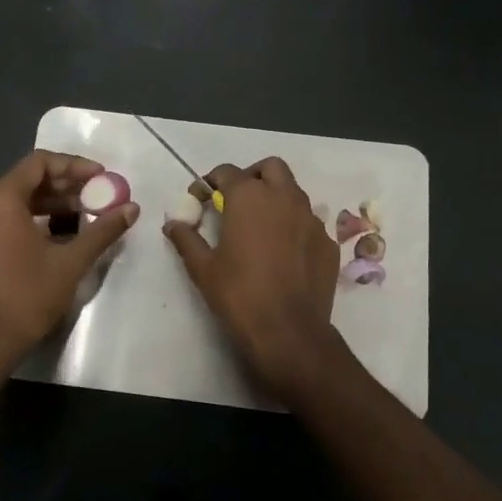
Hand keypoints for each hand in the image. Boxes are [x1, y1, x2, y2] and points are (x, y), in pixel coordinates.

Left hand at [0, 151, 138, 381]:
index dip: (73, 165)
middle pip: (26, 180)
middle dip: (65, 185)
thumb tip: (132, 208)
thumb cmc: (27, 297)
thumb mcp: (71, 262)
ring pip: (15, 200)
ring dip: (50, 203)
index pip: (39, 163)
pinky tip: (58, 234)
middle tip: (97, 196)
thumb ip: (102, 230)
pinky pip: (3, 217)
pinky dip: (31, 218)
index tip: (101, 177)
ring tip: (84, 214)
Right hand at [163, 157, 347, 403]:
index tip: (201, 198)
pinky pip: (310, 222)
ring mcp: (312, 219)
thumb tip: (173, 223)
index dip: (210, 181)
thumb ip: (187, 238)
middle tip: (237, 199)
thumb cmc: (239, 295)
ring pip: (294, 192)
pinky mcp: (328, 242)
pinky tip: (284, 252)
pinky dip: (295, 226)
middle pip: (271, 168)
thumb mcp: (203, 268)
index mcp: (250, 197)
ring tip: (261, 226)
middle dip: (252, 176)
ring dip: (276, 198)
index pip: (227, 171)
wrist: (289, 332)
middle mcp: (285, 198)